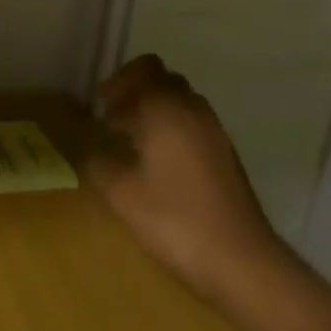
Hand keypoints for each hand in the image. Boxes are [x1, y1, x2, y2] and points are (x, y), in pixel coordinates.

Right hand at [86, 55, 279, 303]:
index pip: (144, 68)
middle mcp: (192, 109)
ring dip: (157, 109)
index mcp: (166, 108)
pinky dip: (174, 128)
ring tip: (135, 142)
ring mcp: (214, 130)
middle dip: (137, 91)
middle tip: (115, 119)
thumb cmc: (176, 221)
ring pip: (181, 100)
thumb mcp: (123, 195)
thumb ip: (99, 164)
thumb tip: (88, 149)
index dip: (120, 81)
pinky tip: (162, 164)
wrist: (242, 261)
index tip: (103, 107)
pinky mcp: (226, 154)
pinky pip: (194, 123)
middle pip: (163, 79)